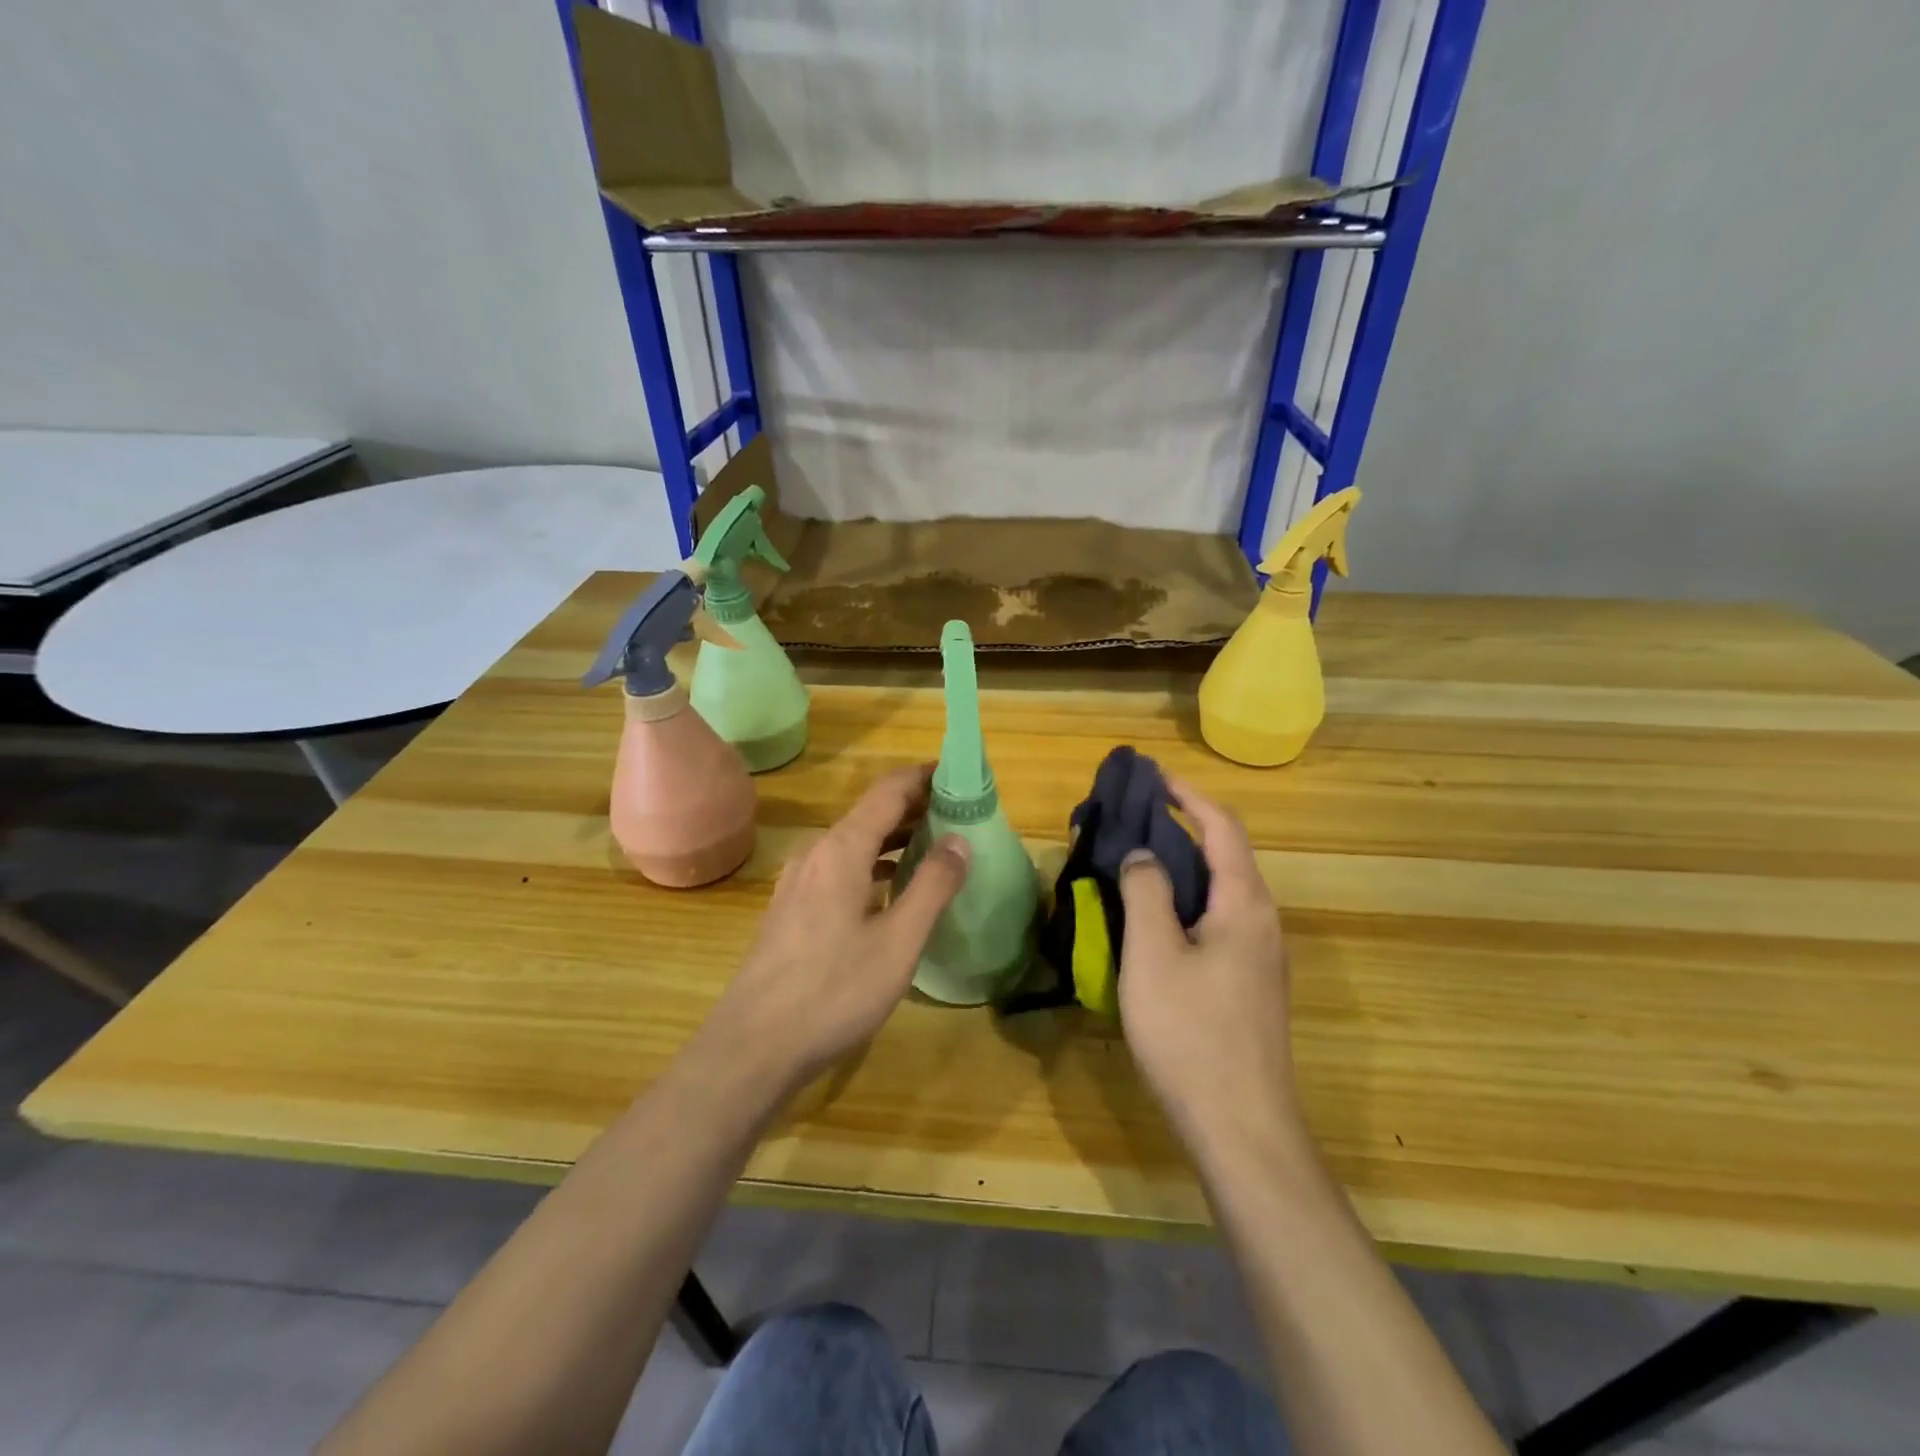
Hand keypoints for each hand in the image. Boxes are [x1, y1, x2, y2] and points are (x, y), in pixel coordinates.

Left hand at [700, 764, 969, 1093]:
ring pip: (855, 843)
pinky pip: (841, 868)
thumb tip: (959, 839)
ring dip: (895, 838)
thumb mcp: (898, 942)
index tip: (960, 775)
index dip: (924, 777)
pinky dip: (874, 864)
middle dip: (915, 807)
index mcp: (841, 849)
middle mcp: (816, 853)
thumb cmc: (833, 991)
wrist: (753, 1046)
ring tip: (936, 847)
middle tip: (960, 815)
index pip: (888, 791)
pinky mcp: (792, 908)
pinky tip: (893, 889)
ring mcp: (799, 881)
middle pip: (871, 813)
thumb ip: (932, 886)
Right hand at [1116, 775, 1302, 1159]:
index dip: (1187, 794)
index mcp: (1245, 904)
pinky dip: (1184, 902)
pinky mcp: (1248, 985)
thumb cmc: (1192, 1034)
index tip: (1150, 776)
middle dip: (1180, 827)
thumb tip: (1143, 854)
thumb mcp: (1154, 955)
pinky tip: (1151, 921)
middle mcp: (1261, 922)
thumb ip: (1146, 893)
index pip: (1221, 827)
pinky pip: (1215, 921)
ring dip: (1180, 867)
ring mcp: (1259, 957)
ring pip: (1218, 891)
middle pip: (1223, 855)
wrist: (1242, 1128)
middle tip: (1130, 820)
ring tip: (1134, 862)